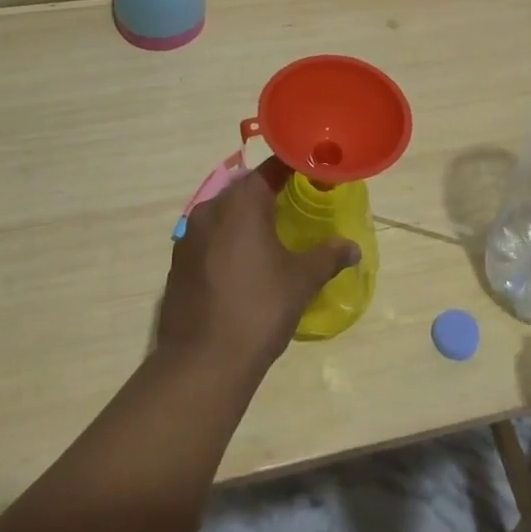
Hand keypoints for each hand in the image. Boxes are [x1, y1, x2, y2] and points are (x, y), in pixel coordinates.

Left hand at [157, 158, 360, 378]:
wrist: (201, 363)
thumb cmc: (259, 309)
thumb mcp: (301, 280)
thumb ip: (328, 257)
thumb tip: (353, 248)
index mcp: (241, 202)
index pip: (272, 168)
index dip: (295, 168)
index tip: (315, 174)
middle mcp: (211, 208)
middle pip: (245, 188)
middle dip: (270, 193)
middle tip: (297, 204)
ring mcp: (188, 236)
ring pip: (224, 213)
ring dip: (246, 219)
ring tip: (272, 236)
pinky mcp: (178, 262)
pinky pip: (209, 238)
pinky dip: (227, 241)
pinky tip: (243, 265)